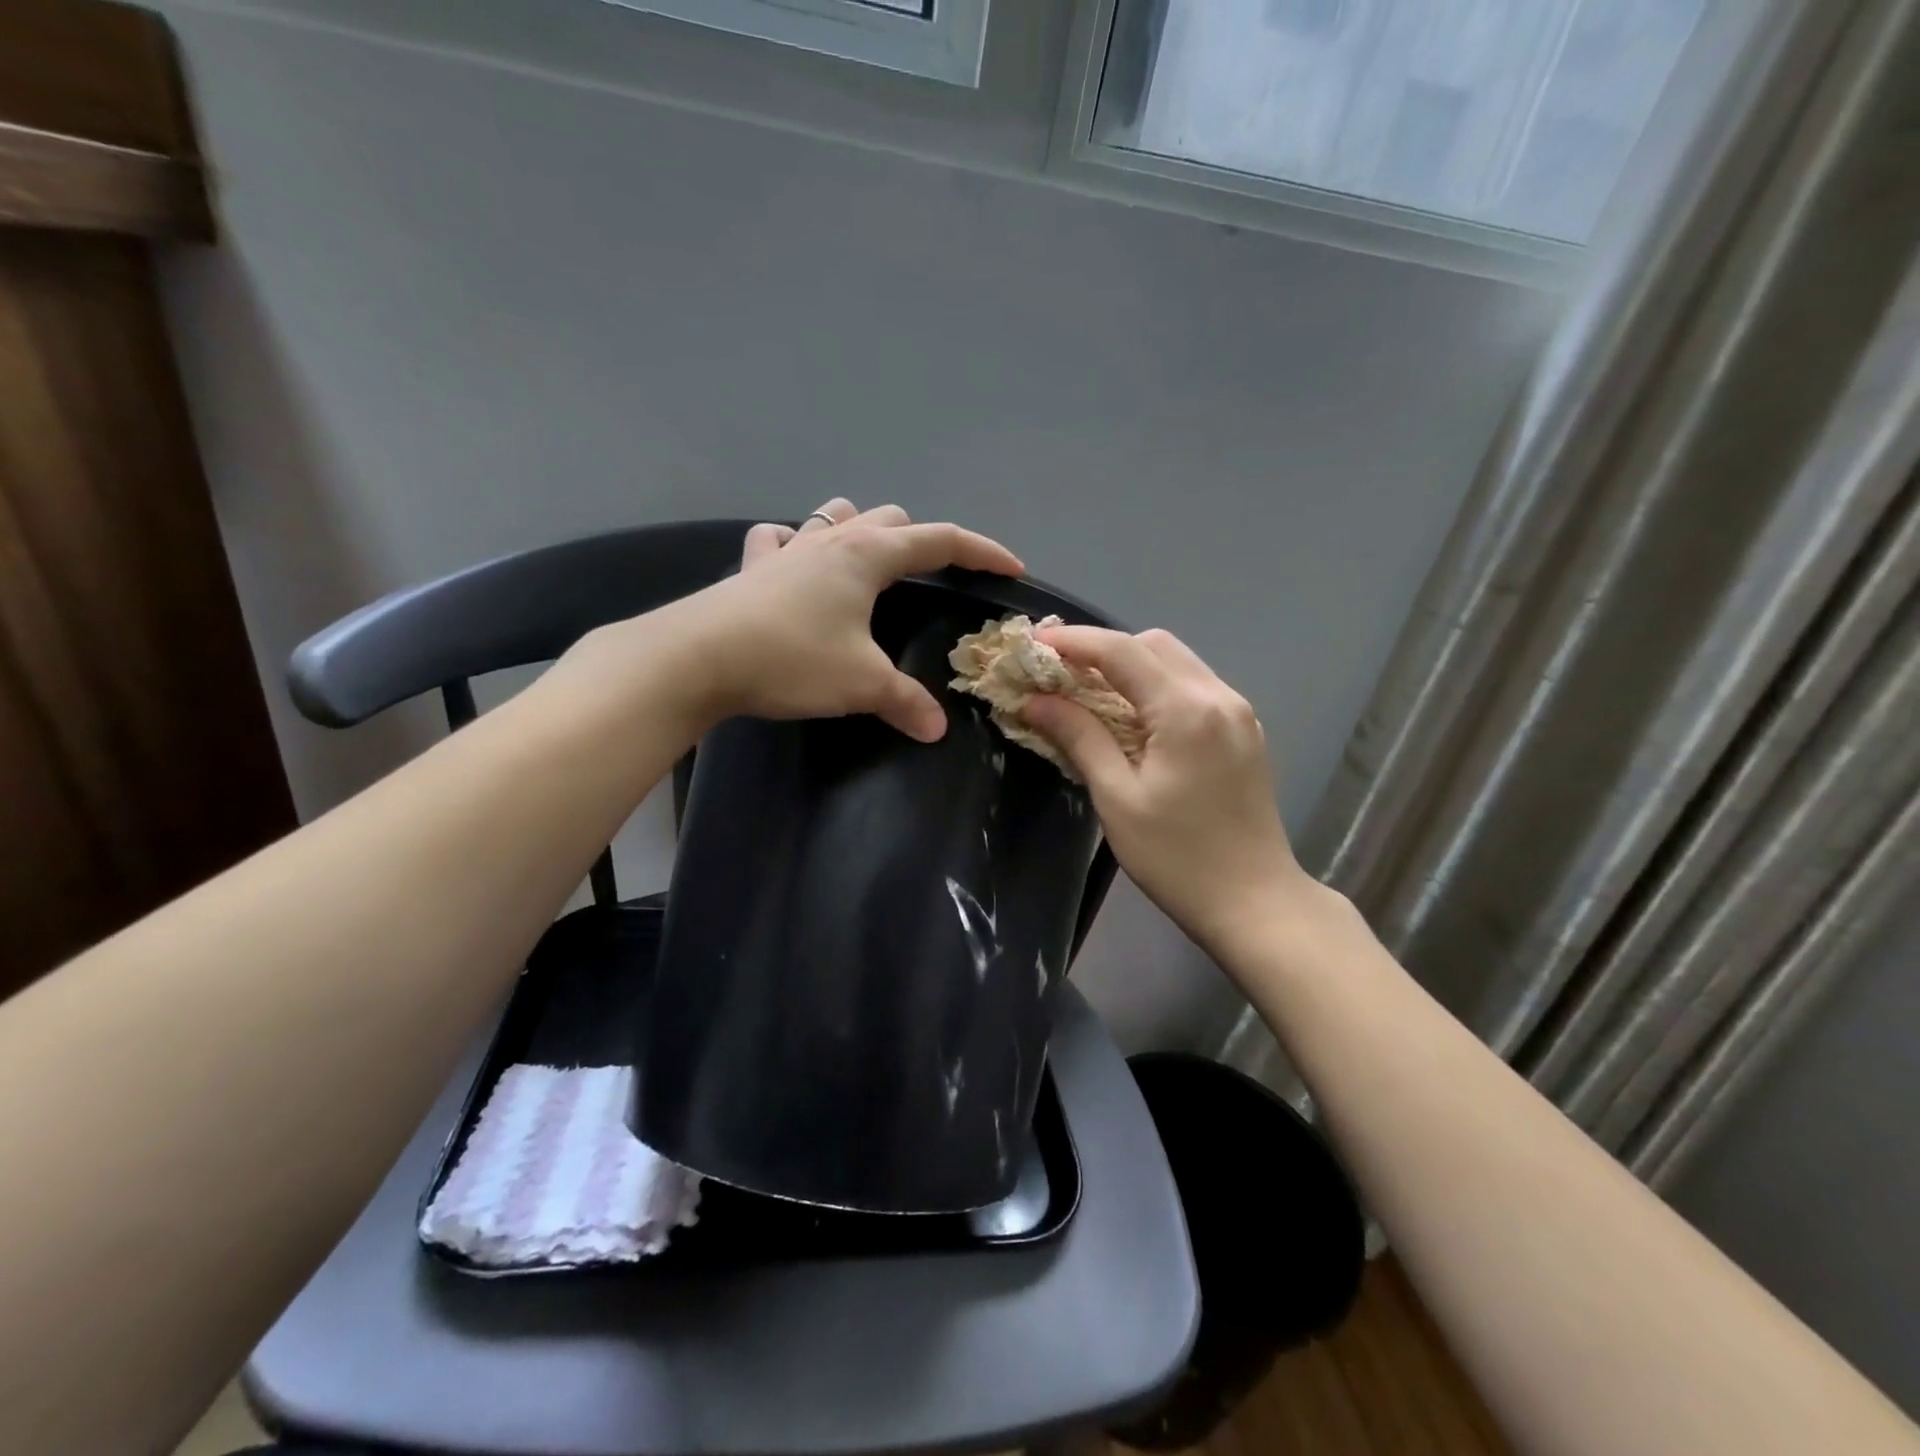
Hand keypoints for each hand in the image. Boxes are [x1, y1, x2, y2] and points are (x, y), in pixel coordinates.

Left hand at [673, 498, 1023, 739]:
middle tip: (933, 579)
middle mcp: (832, 539)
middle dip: (921, 541)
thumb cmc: (792, 659)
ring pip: (836, 517)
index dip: (982, 552)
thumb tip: (936, 729)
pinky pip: (780, 539)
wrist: (697, 658)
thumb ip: (905, 703)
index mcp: (869, 555)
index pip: (941, 540)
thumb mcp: (861, 684)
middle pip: (891, 518)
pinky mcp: (752, 567)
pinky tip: (795, 567)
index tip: (1011, 568)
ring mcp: (787, 548)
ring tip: (870, 564)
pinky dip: (796, 545)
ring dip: (861, 531)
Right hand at [1021, 626, 1306, 957]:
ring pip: (1176, 660)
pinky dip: (1155, 685)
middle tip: (1058, 674)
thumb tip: (1035, 701)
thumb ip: (1079, 737)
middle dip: (1101, 649)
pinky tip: (1132, 715)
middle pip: (1152, 644)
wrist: (1255, 902)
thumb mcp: (1117, 798)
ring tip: (1087, 691)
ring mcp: (1238, 711)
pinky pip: (1193, 685)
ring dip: (1129, 665)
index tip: (1032, 644)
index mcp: (1186, 710)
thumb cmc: (1177, 858)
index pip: (1121, 651)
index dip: (1072, 641)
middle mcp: (1218, 696)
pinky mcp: (1243, 730)